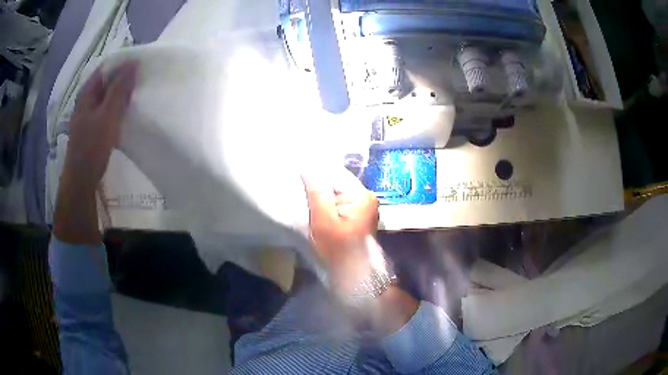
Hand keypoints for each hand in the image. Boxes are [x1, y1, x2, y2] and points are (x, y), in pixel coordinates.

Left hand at [54, 61, 137, 244]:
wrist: (81, 180)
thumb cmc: (92, 146)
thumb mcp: (107, 115)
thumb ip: (119, 89)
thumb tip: (133, 63)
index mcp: (86, 93)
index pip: (106, 68)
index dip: (122, 63)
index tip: (140, 65)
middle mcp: (86, 101)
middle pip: (106, 82)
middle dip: (123, 78)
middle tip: (141, 79)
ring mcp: (88, 115)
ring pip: (107, 96)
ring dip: (120, 93)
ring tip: (137, 94)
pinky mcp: (92, 128)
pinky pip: (106, 110)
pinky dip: (116, 107)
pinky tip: (126, 112)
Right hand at [302, 168, 379, 289]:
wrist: (353, 275)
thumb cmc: (337, 250)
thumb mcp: (323, 220)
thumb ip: (317, 192)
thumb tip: (308, 167)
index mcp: (362, 195)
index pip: (335, 173)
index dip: (315, 174)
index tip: (298, 176)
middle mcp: (368, 196)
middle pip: (337, 182)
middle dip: (319, 186)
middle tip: (300, 191)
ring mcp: (366, 206)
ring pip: (338, 192)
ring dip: (323, 196)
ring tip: (307, 200)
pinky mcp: (360, 215)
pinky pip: (342, 202)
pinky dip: (329, 204)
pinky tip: (318, 210)